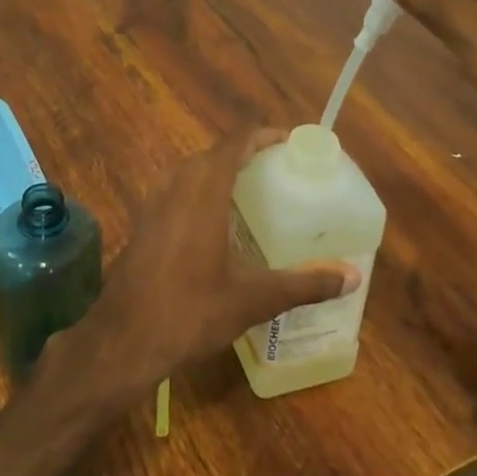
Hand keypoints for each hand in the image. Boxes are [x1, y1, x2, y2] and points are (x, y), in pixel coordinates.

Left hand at [66, 132, 357, 398]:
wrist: (123, 339)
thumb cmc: (190, 311)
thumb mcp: (253, 299)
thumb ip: (304, 283)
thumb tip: (352, 276)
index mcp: (203, 189)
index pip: (236, 142)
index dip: (264, 136)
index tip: (291, 143)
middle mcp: (176, 184)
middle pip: (215, 153)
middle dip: (247, 154)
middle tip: (281, 172)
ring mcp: (154, 201)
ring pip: (192, 170)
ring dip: (221, 172)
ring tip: (254, 192)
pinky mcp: (143, 221)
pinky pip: (177, 189)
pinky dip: (201, 191)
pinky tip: (217, 222)